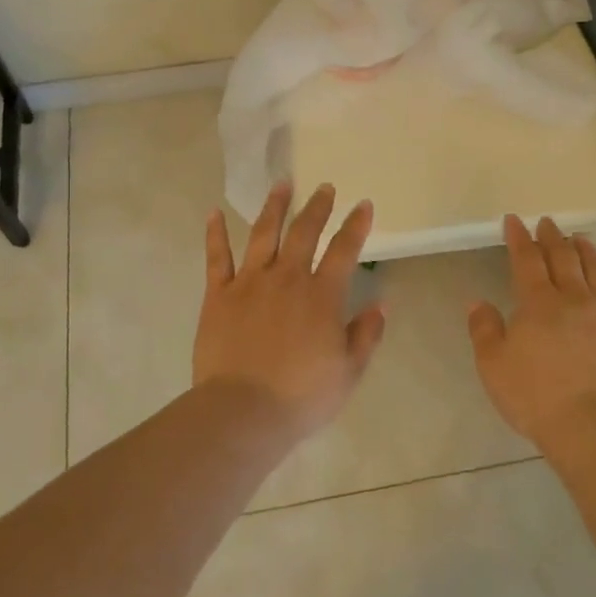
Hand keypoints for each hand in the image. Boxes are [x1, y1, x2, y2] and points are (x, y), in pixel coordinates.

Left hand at [194, 182, 385, 439]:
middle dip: (317, 206)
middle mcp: (286, 278)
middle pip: (304, 232)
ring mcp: (249, 282)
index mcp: (321, 296)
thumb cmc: (301, 397)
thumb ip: (366, 335)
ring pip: (264, 234)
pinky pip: (217, 258)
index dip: (356, 225)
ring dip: (274, 207)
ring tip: (282, 185)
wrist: (243, 411)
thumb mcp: (348, 372)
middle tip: (324, 187)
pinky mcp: (218, 295)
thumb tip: (380, 304)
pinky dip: (215, 234)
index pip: (344, 250)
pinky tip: (214, 213)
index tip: (363, 204)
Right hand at [466, 216, 595, 447]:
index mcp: (538, 302)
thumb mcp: (492, 365)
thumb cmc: (534, 395)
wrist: (592, 425)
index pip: (527, 260)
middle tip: (547, 222)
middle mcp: (573, 299)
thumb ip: (483, 329)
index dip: (519, 238)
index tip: (514, 220)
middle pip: (563, 258)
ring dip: (585, 250)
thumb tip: (478, 302)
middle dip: (552, 237)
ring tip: (580, 238)